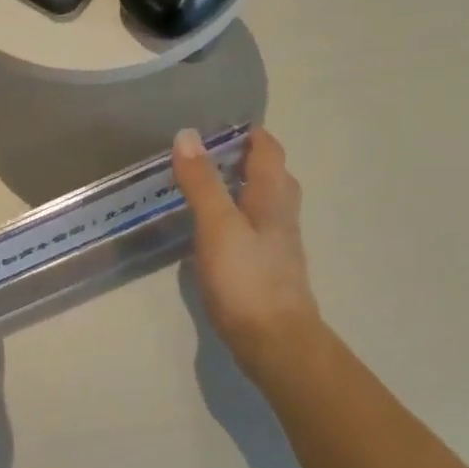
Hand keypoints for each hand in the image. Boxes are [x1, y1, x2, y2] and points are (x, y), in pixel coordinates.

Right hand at [172, 126, 317, 376]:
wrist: (274, 340)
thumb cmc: (246, 279)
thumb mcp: (218, 225)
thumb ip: (202, 182)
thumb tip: (187, 135)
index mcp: (274, 196)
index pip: (268, 149)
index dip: (247, 133)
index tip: (214, 126)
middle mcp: (282, 214)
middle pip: (268, 174)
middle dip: (241, 159)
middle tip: (202, 156)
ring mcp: (276, 243)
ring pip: (261, 203)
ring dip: (237, 189)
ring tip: (202, 187)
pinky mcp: (266, 267)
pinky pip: (251, 228)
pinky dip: (233, 218)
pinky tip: (211, 231)